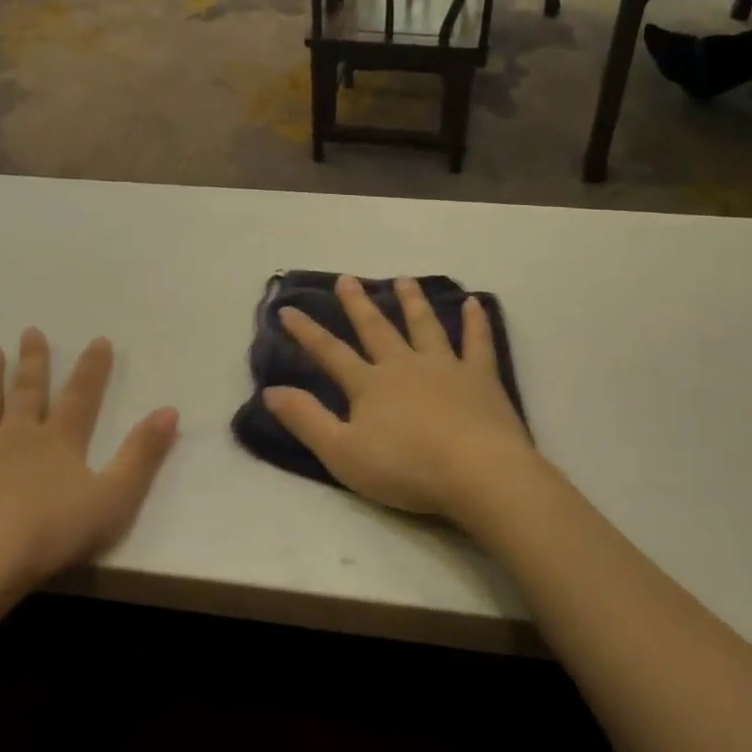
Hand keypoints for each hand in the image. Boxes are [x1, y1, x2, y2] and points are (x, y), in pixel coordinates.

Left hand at [0, 330, 178, 600]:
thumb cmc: (52, 533)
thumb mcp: (114, 498)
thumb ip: (142, 454)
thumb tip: (170, 410)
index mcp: (59, 441)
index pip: (82, 396)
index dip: (92, 368)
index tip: (98, 340)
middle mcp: (17, 435)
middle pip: (28, 392)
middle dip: (33, 362)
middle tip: (30, 332)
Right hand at [265, 276, 537, 522]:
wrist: (476, 472)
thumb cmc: (405, 467)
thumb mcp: (342, 452)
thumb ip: (306, 419)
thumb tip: (270, 390)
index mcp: (369, 385)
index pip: (330, 353)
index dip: (307, 332)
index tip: (288, 309)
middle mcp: (404, 365)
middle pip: (377, 329)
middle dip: (359, 304)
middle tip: (347, 279)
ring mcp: (445, 367)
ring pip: (425, 326)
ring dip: (412, 301)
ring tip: (403, 279)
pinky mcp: (481, 378)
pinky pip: (477, 342)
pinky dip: (475, 321)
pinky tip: (474, 302)